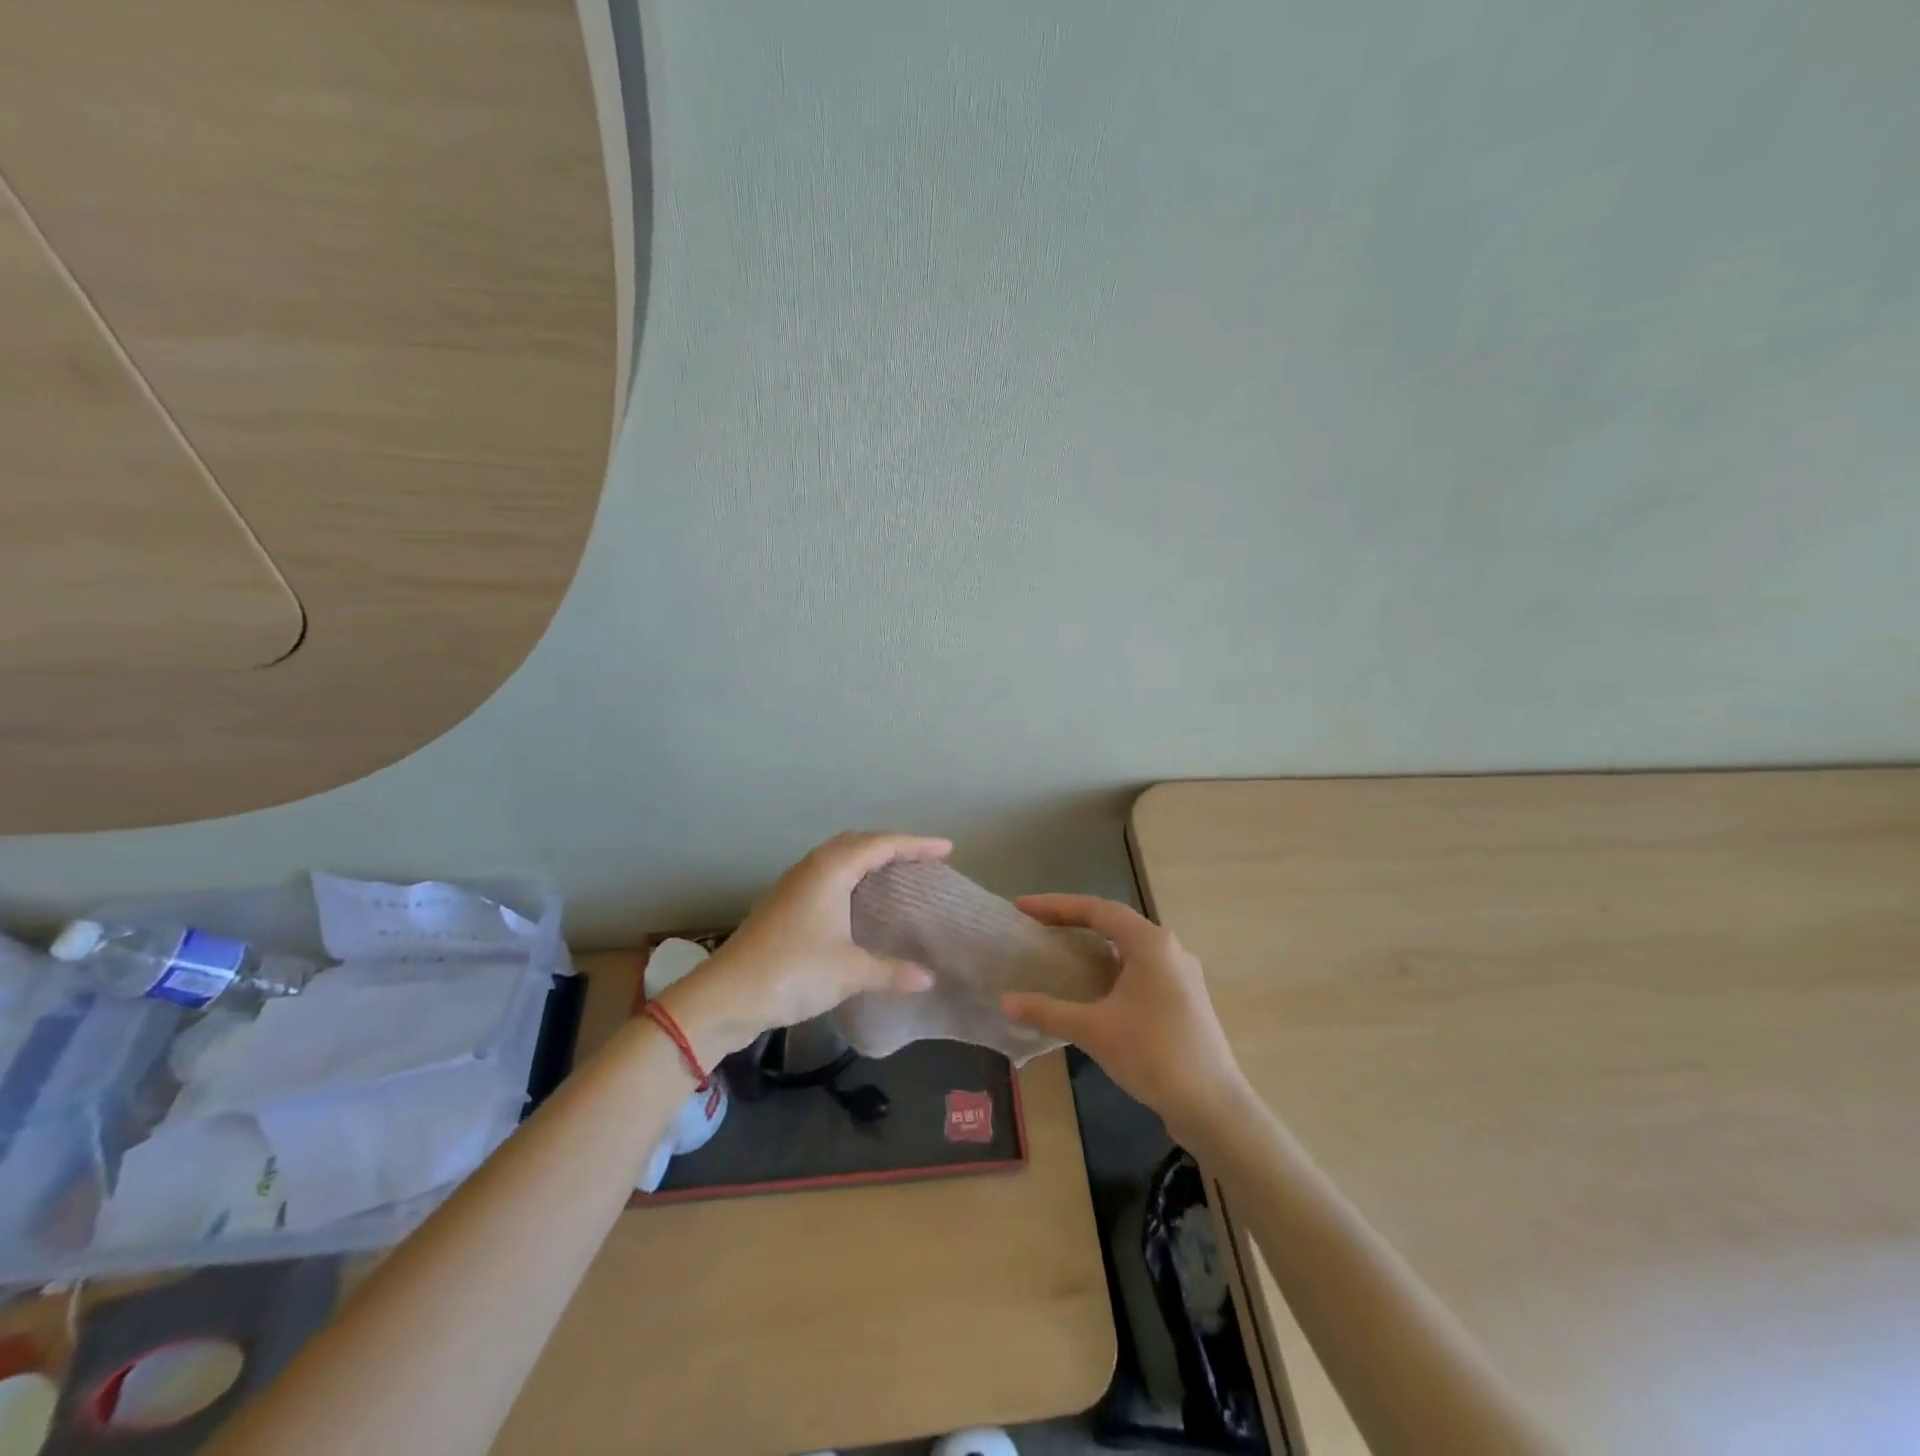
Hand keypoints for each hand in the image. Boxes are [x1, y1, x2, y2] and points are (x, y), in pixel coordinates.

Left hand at [660, 831, 949, 1067]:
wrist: (725, 995)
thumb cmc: (792, 972)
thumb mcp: (849, 972)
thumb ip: (891, 971)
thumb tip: (929, 978)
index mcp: (831, 870)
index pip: (882, 845)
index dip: (917, 845)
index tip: (947, 848)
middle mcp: (812, 867)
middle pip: (858, 842)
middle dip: (892, 845)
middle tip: (922, 858)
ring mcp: (793, 884)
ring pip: (838, 857)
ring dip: (867, 858)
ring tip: (895, 873)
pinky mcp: (783, 903)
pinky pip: (826, 875)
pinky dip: (850, 876)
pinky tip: (857, 900)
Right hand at [1001, 895, 1249, 1141]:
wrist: (1213, 1107)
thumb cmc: (1153, 1055)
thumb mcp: (1094, 1030)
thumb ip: (1047, 1012)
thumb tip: (1005, 1002)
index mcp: (1150, 943)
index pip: (1096, 909)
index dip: (1055, 905)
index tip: (1022, 907)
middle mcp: (1169, 949)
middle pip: (1114, 921)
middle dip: (1073, 919)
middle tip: (1037, 925)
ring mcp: (1181, 974)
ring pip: (1129, 945)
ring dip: (1094, 943)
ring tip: (1060, 948)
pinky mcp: (1185, 998)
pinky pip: (1140, 967)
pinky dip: (1111, 965)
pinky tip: (1095, 985)